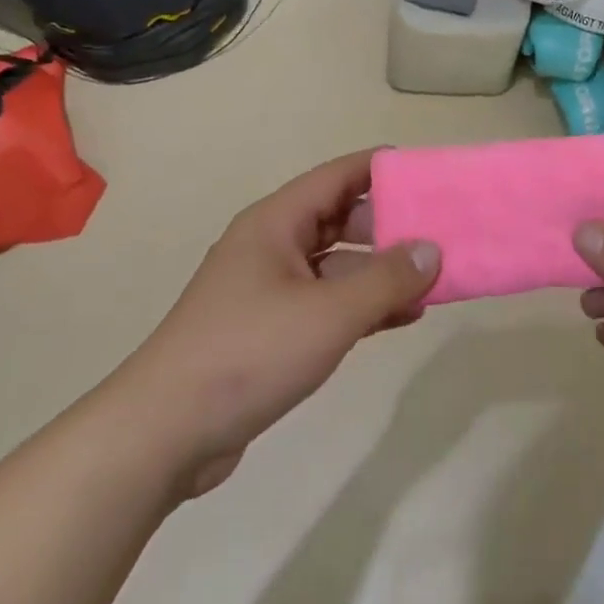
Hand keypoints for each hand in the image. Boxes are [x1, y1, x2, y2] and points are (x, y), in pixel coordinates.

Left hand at [127, 150, 437, 494]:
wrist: (164, 434)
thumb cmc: (248, 353)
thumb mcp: (328, 314)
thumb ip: (386, 280)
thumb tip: (432, 249)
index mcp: (276, 222)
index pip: (339, 176)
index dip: (383, 169)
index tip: (429, 175)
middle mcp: (272, 245)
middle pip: (340, 218)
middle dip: (389, 225)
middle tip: (439, 234)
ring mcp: (268, 289)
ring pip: (336, 264)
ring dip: (380, 271)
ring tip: (432, 280)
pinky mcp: (269, 330)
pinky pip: (326, 302)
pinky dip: (361, 305)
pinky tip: (401, 318)